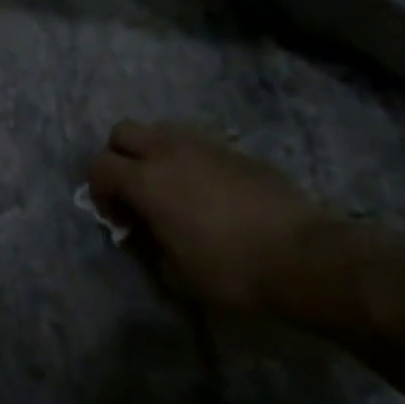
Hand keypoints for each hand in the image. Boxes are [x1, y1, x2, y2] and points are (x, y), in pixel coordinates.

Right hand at [88, 120, 334, 313]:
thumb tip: (143, 232)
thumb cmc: (232, 270)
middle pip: (123, 132)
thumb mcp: (175, 274)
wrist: (305, 256)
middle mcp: (169, 151)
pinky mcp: (237, 150)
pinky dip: (189, 158)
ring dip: (154, 152)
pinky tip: (208, 191)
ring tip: (171, 187)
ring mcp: (206, 145)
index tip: (120, 221)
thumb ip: (148, 246)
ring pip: (161, 129)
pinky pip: (198, 142)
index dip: (99, 191)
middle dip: (119, 158)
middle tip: (135, 192)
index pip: (99, 166)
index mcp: (146, 180)